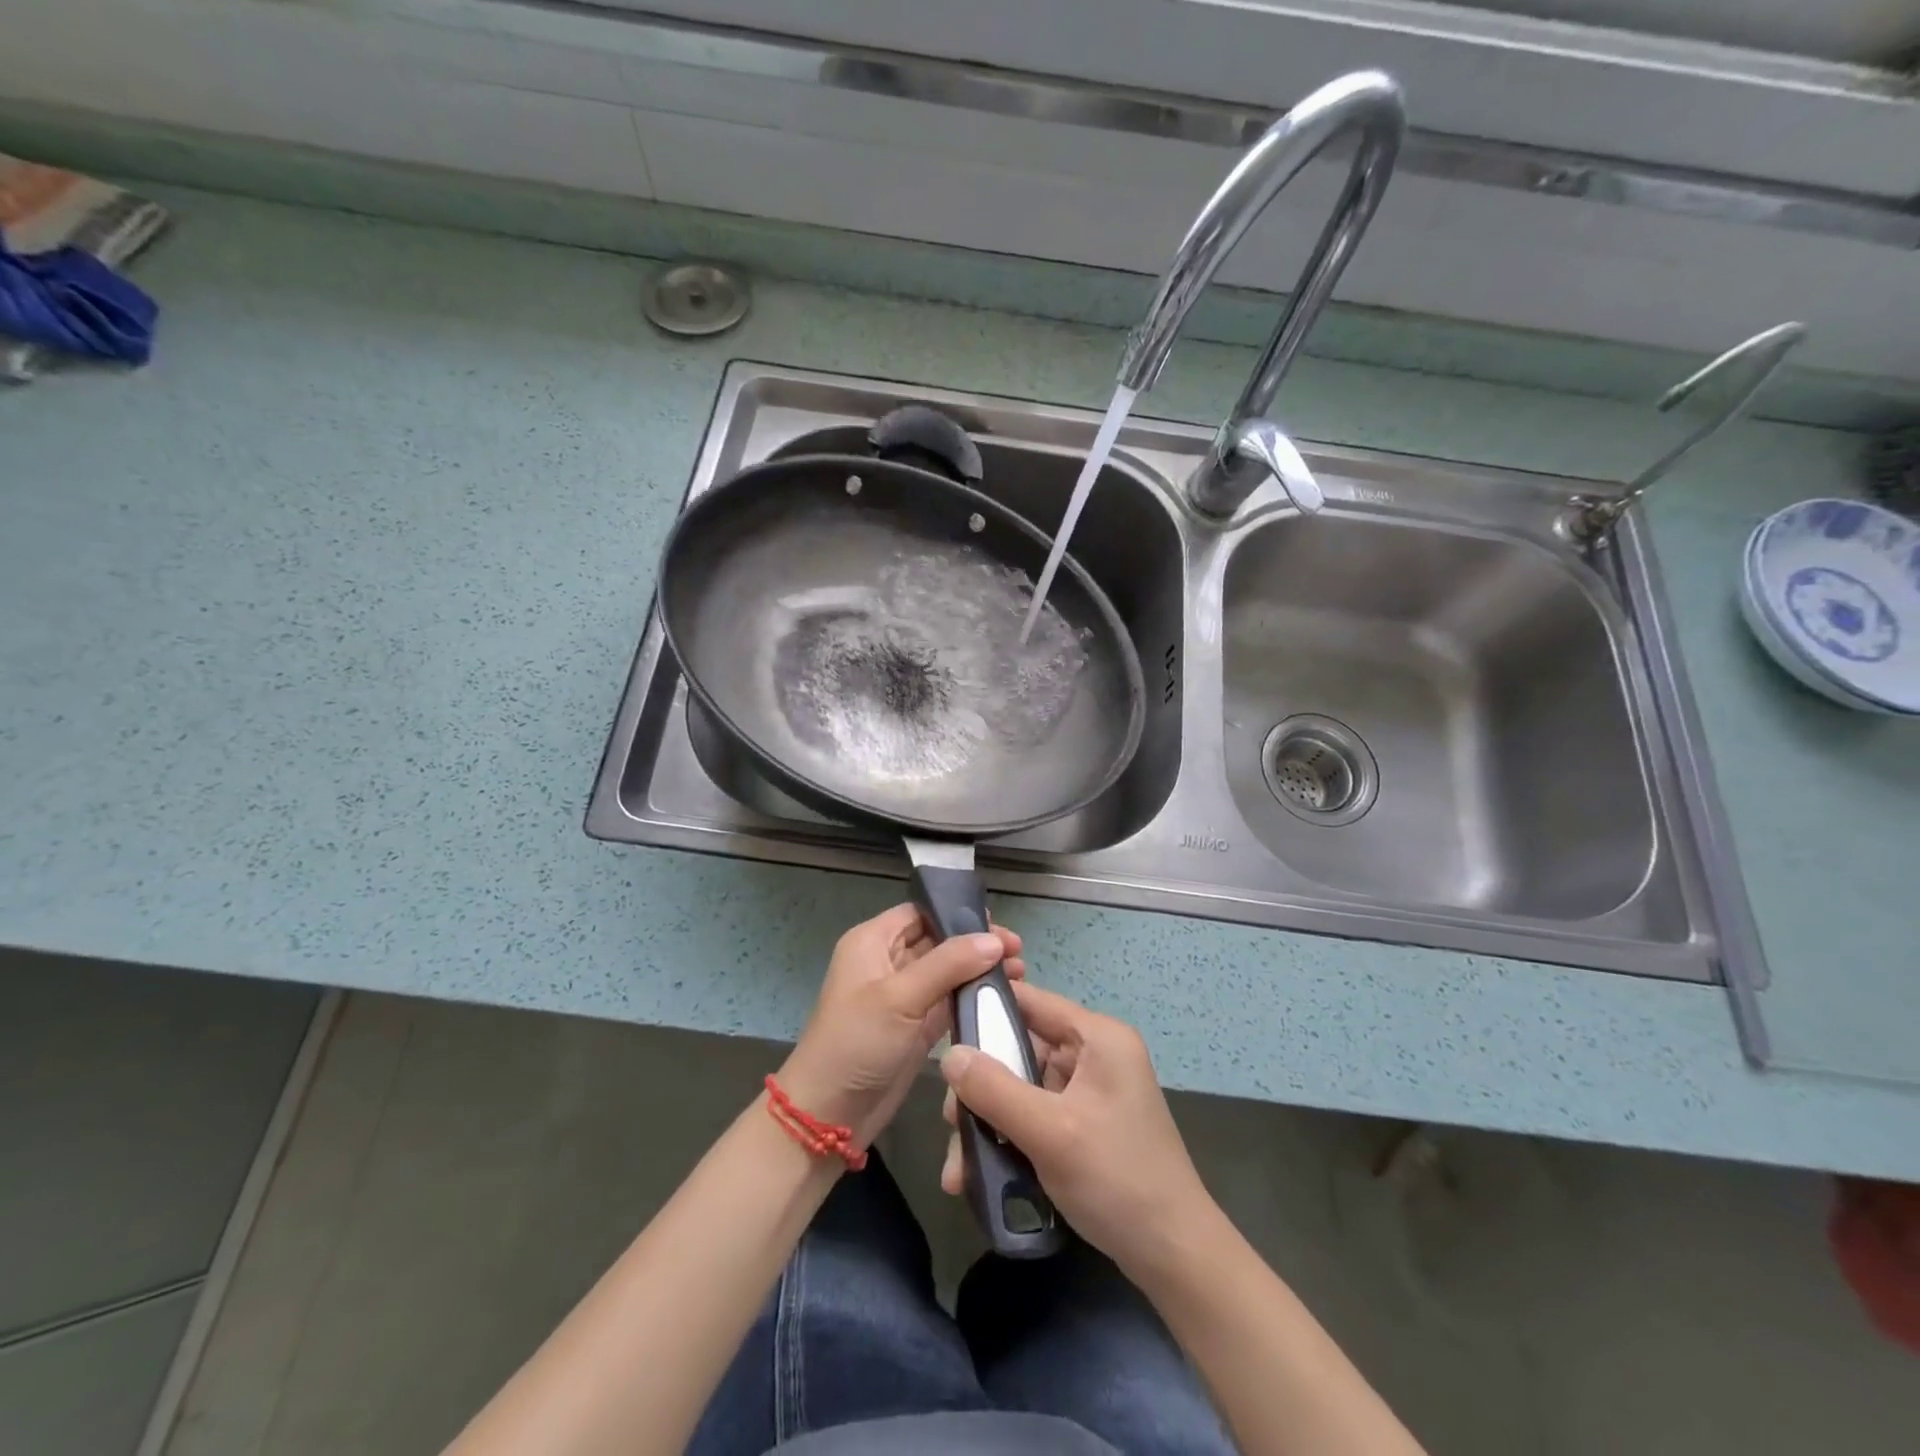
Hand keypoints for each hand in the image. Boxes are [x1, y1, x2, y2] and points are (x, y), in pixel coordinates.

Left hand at [778, 904, 1023, 1151]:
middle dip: (977, 944)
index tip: (998, 925)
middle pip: (939, 941)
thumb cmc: (856, 1042)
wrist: (829, 1115)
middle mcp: (888, 962)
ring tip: (1020, 974)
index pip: (921, 912)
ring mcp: (904, 996)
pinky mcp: (917, 1027)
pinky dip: (974, 998)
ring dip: (980, 971)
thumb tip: (994, 940)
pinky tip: (1004, 998)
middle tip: (1018, 952)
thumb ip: (949, 964)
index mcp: (873, 942)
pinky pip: (950, 1002)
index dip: (957, 914)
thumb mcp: (900, 996)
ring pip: (948, 972)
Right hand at [939, 980, 1213, 1274]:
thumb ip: (994, 1089)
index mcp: (1098, 1038)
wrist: (1174, 1257)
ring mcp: (1090, 1092)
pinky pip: (1034, 1117)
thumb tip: (946, 1055)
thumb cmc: (1116, 1178)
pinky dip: (1008, 1139)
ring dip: (988, 1122)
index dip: (986, 1009)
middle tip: (950, 1120)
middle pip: (1020, 1050)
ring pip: (1021, 1089)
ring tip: (958, 1167)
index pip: (1032, 1001)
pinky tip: (978, 1176)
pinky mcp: (1084, 1126)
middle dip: (981, 1086)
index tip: (942, 1028)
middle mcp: (1094, 1055)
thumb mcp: (1049, 1131)